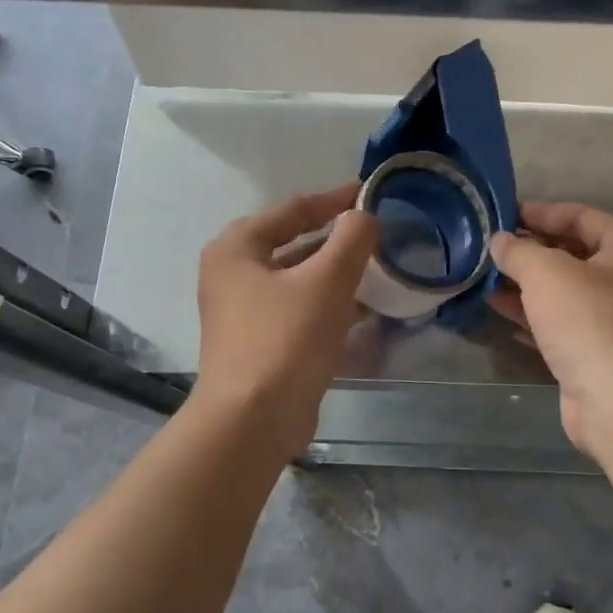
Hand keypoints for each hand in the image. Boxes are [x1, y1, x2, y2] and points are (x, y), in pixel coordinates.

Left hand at [194, 184, 378, 455]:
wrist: (254, 420)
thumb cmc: (286, 339)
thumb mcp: (327, 280)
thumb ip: (351, 239)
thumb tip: (363, 217)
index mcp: (237, 248)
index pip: (292, 209)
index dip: (333, 198)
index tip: (368, 192)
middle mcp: (234, 274)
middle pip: (293, 242)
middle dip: (336, 238)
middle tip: (376, 231)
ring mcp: (245, 311)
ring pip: (298, 278)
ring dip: (336, 272)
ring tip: (378, 267)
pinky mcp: (261, 341)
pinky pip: (300, 308)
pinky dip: (329, 302)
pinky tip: (363, 307)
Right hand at [487, 202, 612, 455]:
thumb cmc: (589, 320)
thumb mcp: (547, 273)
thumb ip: (519, 251)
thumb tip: (500, 240)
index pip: (581, 216)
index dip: (540, 213)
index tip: (503, 215)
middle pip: (574, 254)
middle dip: (531, 251)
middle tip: (492, 248)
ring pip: (565, 291)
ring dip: (527, 283)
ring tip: (486, 276)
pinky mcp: (600, 351)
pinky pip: (562, 322)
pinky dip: (533, 313)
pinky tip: (499, 308)